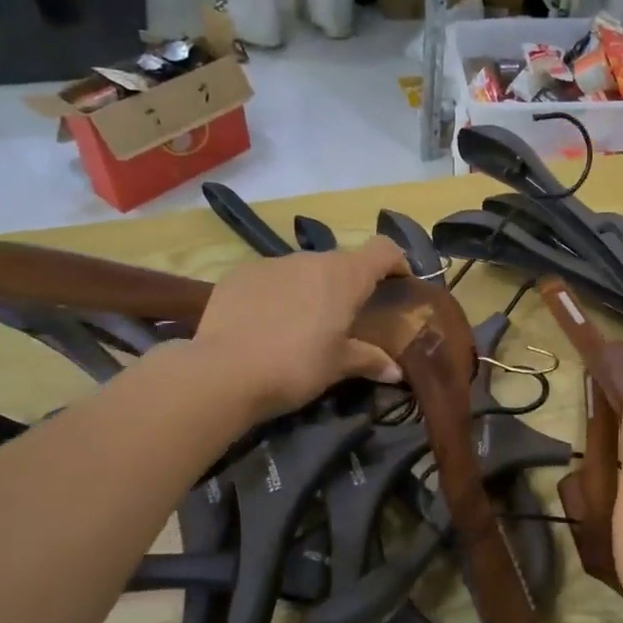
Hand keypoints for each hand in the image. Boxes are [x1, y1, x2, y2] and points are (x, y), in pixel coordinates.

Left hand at [189, 238, 408, 417]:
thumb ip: (369, 360)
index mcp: (345, 276)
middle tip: (347, 318)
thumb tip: (396, 371)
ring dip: (311, 289)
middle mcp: (311, 259)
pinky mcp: (239, 274)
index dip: (396, 262)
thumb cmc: (296, 366)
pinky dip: (277, 294)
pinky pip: (270, 278)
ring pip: (304, 270)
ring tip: (302, 324)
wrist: (223, 373)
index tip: (399, 283)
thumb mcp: (338, 366)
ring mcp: (272, 263)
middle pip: (342, 262)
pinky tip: (265, 324)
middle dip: (349, 284)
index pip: (384, 250)